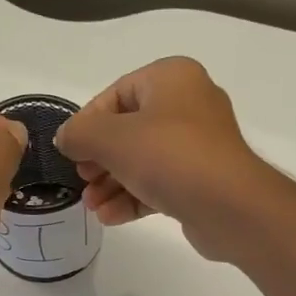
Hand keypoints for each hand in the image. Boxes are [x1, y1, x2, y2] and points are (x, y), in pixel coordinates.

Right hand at [53, 57, 284, 261]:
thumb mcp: (113, 139)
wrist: (230, 206)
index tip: (70, 152)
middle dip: (100, 160)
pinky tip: (110, 217)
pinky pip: (160, 184)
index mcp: (171, 78)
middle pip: (129, 130)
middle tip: (81, 182)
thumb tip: (65, 138)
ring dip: (113, 184)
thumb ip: (81, 134)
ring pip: (143, 161)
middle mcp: (188, 105)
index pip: (116, 94)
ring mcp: (198, 146)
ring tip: (92, 207)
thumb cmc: (170, 157)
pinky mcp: (202, 181)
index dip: (88, 123)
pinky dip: (134, 198)